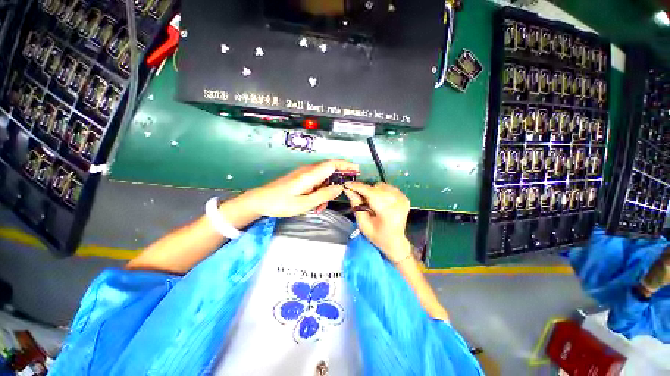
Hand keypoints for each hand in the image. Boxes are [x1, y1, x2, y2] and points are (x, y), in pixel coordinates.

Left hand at [227, 159, 358, 219]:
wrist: (259, 201)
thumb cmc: (281, 203)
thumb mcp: (304, 203)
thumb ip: (324, 195)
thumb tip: (340, 187)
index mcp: (310, 175)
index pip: (332, 164)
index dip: (346, 165)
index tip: (356, 170)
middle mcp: (308, 171)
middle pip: (329, 169)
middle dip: (339, 178)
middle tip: (345, 189)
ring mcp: (303, 174)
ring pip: (322, 178)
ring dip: (326, 190)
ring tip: (321, 207)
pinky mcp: (300, 179)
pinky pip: (315, 182)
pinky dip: (319, 191)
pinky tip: (315, 204)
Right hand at [343, 182, 411, 262]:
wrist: (395, 241)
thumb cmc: (377, 236)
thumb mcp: (363, 224)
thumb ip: (356, 205)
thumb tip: (348, 190)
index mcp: (388, 212)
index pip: (371, 193)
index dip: (358, 187)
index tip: (346, 184)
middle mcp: (398, 202)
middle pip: (375, 188)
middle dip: (364, 190)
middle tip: (358, 198)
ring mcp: (402, 198)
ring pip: (381, 186)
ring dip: (372, 191)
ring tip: (370, 202)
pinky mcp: (404, 197)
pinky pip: (387, 187)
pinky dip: (380, 191)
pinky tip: (379, 201)